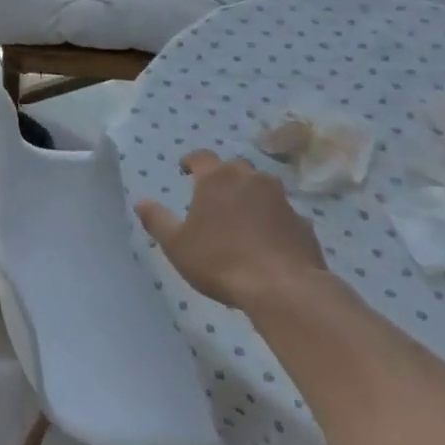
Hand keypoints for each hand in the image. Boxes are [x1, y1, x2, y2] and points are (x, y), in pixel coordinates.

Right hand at [134, 151, 328, 312]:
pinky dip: (273, 221)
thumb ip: (157, 220)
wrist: (283, 288)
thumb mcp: (176, 244)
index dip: (190, 161)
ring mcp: (281, 199)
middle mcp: (251, 179)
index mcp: (217, 179)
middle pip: (234, 169)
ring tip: (241, 219)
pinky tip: (268, 242)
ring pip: (262, 189)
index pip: (201, 156)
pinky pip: (283, 214)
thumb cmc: (220, 260)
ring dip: (250, 197)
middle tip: (213, 197)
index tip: (185, 170)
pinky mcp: (303, 223)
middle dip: (222, 178)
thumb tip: (141, 202)